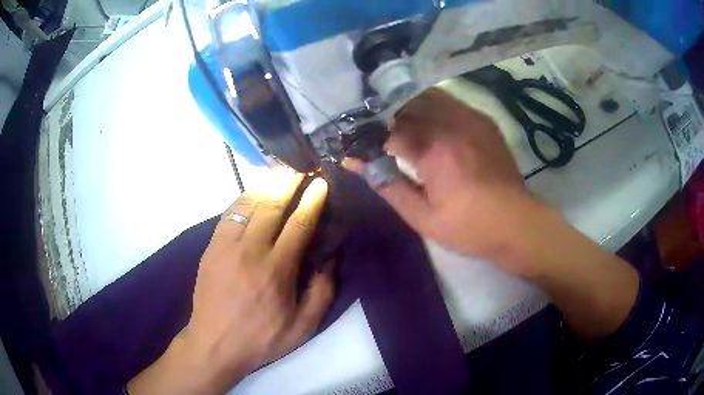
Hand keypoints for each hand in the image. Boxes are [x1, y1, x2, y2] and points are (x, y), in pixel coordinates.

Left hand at [128, 172, 333, 393]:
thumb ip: (322, 292)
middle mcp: (250, 251)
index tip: (321, 182)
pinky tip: (253, 191)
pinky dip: (243, 197)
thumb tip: (330, 258)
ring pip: (247, 204)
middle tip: (300, 166)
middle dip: (288, 182)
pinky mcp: (211, 248)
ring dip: (266, 184)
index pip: (298, 225)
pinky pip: (229, 213)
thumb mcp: (303, 327)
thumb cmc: (262, 339)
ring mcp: (226, 246)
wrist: (214, 344)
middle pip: (271, 206)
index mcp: (276, 271)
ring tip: (279, 171)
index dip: (312, 201)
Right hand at [348, 88, 639, 339]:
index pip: (388, 128)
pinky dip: (431, 108)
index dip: (369, 136)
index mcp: (434, 149)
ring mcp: (471, 118)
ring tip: (401, 128)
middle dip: (387, 116)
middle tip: (378, 135)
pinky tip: (429, 126)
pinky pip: (449, 102)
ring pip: (428, 96)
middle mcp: (452, 123)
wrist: (517, 223)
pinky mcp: (483, 120)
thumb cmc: (469, 227)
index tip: (360, 145)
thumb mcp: (422, 217)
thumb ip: (386, 184)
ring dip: (408, 107)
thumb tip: (354, 163)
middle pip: (407, 103)